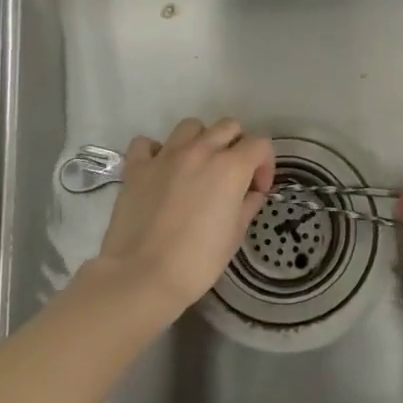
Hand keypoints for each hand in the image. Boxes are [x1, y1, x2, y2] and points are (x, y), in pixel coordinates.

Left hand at [94, 118, 274, 317]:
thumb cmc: (198, 261)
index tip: (257, 189)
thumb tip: (251, 192)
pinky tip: (160, 170)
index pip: (260, 144)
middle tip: (231, 175)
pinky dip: (156, 151)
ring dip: (200, 141)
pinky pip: (147, 143)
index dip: (265, 165)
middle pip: (228, 127)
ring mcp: (165, 155)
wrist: (143, 276)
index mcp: (230, 167)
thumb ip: (248, 204)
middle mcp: (200, 151)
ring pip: (191, 127)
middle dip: (237, 146)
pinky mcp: (136, 167)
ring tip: (197, 167)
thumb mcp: (235, 235)